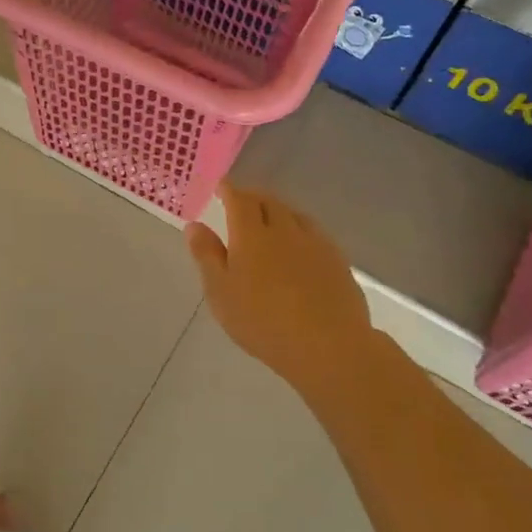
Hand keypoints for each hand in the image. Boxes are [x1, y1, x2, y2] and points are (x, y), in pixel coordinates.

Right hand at [185, 184, 376, 405]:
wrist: (328, 345)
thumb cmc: (263, 320)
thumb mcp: (221, 292)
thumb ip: (207, 256)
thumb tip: (194, 225)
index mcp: (251, 234)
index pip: (239, 199)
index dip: (229, 190)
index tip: (221, 186)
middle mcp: (284, 229)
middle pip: (268, 201)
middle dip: (252, 197)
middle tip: (242, 203)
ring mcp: (315, 243)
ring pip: (294, 215)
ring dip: (278, 211)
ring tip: (270, 220)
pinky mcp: (337, 260)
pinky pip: (314, 233)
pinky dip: (300, 230)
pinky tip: (300, 246)